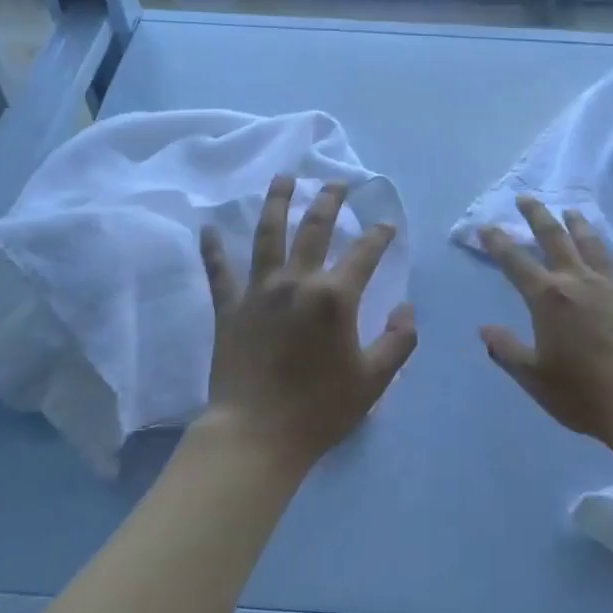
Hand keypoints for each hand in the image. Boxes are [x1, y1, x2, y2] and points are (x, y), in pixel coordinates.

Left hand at [199, 174, 416, 473]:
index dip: (379, 235)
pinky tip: (206, 227)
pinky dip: (212, 249)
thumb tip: (405, 308)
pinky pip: (218, 272)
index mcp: (334, 297)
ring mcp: (258, 292)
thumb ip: (398, 340)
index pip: (364, 253)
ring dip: (277, 203)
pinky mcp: (229, 308)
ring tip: (284, 178)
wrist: (256, 434)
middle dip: (329, 201)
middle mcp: (296, 281)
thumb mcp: (375, 380)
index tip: (387, 224)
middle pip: (314, 229)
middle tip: (337, 182)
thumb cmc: (320, 409)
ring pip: (267, 235)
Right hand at [479, 196, 612, 446]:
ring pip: (593, 246)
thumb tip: (484, 330)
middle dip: (538, 216)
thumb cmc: (581, 391)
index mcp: (548, 298)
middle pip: (555, 239)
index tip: (485, 226)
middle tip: (526, 198)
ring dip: (580, 226)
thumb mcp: (532, 376)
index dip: (498, 243)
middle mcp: (578, 282)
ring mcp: (611, 287)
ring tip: (572, 212)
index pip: (515, 262)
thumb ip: (506, 350)